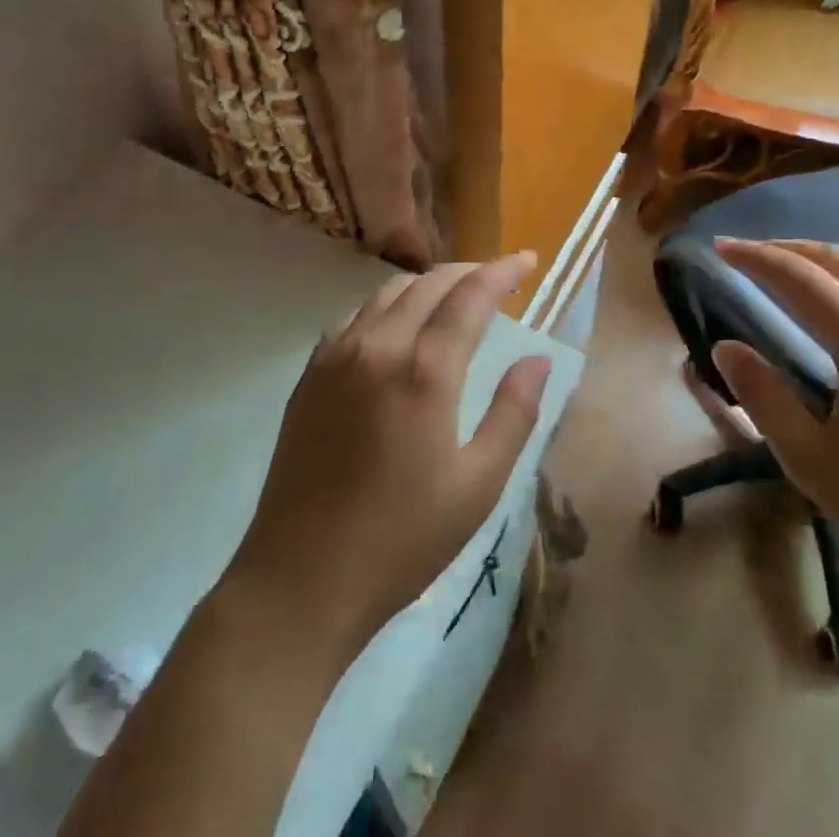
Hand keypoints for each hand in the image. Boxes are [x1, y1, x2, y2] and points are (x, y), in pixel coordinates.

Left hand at [228, 255, 551, 652]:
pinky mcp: (310, 374)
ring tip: (453, 298)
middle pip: (429, 283)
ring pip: (389, 293)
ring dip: (428, 285)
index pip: (470, 295)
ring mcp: (336, 356)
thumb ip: (513, 412)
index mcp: (425, 371)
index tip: (528, 260)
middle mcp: (378, 346)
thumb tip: (537, 358)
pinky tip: (398, 326)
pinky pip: (355, 316)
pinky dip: (388, 306)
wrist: (301, 579)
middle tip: (498, 279)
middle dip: (469, 271)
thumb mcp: (478, 484)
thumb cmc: (403, 538)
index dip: (502, 270)